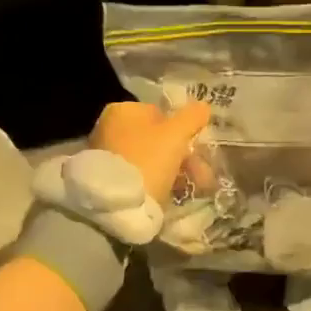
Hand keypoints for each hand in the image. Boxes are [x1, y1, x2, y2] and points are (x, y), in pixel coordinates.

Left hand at [89, 100, 213, 200]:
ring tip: (195, 189)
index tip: (198, 149)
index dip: (183, 130)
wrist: (116, 204)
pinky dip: (157, 183)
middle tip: (203, 176)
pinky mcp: (108, 180)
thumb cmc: (147, 159)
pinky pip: (141, 176)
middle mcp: (110, 128)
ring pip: (151, 159)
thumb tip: (203, 105)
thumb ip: (191, 117)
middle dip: (183, 156)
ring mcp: (107, 155)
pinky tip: (172, 195)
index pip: (161, 114)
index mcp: (122, 111)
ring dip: (176, 171)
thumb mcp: (175, 135)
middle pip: (157, 139)